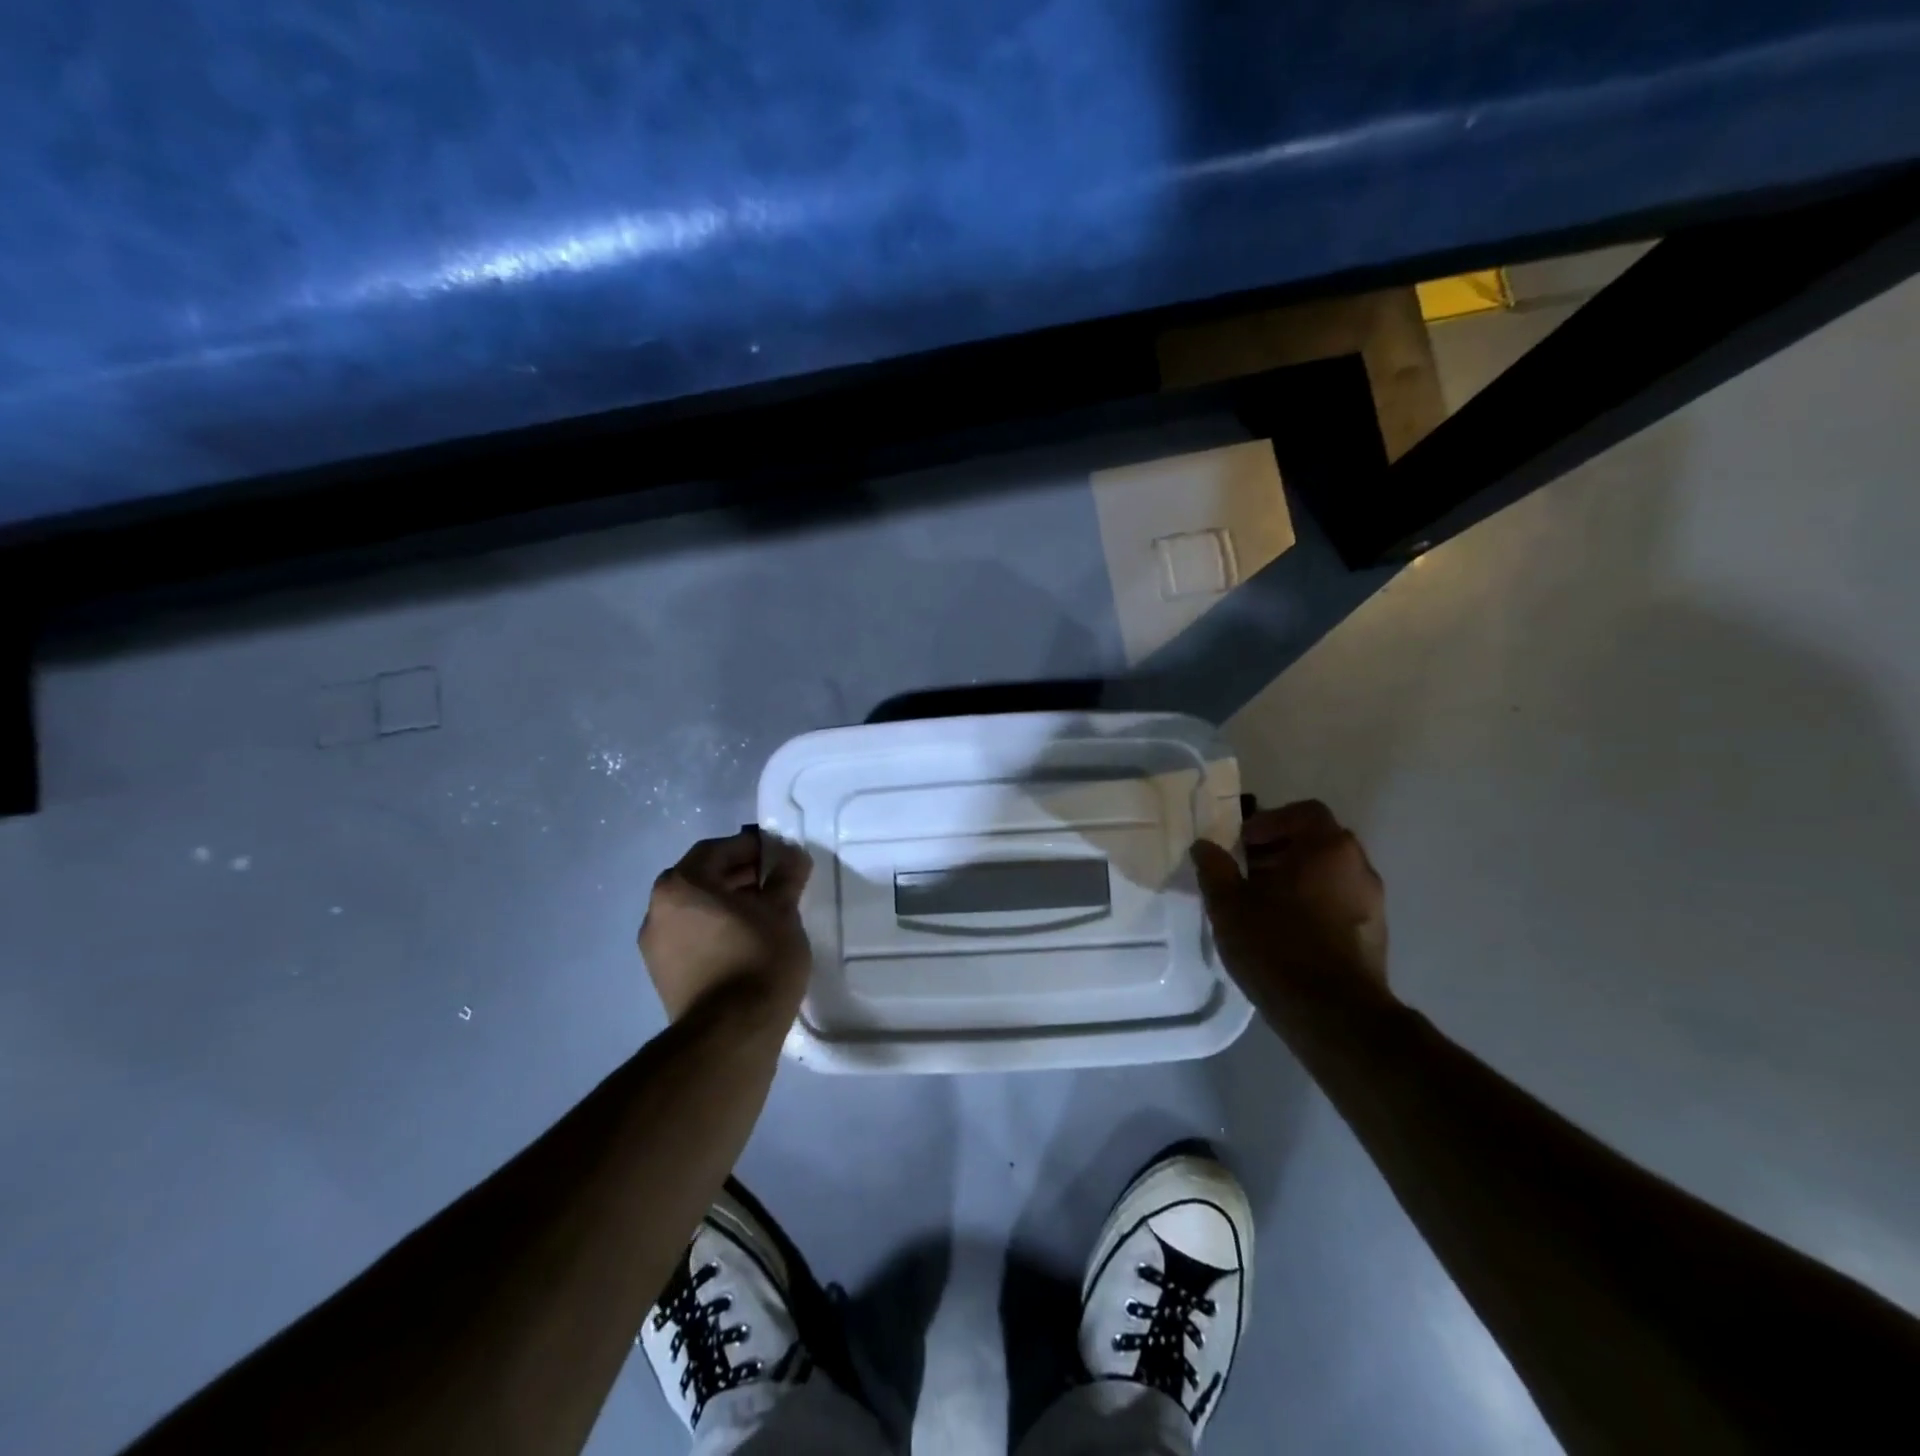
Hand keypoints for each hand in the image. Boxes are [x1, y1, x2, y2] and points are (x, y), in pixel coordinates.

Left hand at [638, 828, 814, 1022]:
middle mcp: (657, 909)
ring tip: (765, 913)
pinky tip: (746, 940)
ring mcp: (655, 945)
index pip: (717, 850)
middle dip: (739, 874)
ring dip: (727, 902)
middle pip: (702, 877)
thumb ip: (786, 878)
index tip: (779, 855)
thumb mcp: (782, 912)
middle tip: (775, 882)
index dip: (751, 848)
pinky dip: (715, 928)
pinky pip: (691, 936)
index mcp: (681, 885)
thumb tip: (793, 855)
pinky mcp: (662, 975)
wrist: (731, 1034)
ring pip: (695, 909)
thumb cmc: (758, 959)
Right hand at [1191, 799, 1388, 993]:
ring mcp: (1373, 903)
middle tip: (1245, 872)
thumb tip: (1204, 846)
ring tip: (1260, 905)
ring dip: (1295, 879)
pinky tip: (1284, 932)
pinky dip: (1312, 905)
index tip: (1242, 844)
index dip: (1269, 822)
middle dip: (1278, 851)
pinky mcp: (1374, 936)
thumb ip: (1215, 869)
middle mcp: (1359, 867)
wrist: (1333, 1015)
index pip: (1303, 812)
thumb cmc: (1277, 945)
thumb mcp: (1229, 905)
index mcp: (1328, 848)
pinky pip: (1338, 903)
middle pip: (1317, 842)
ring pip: (1328, 875)